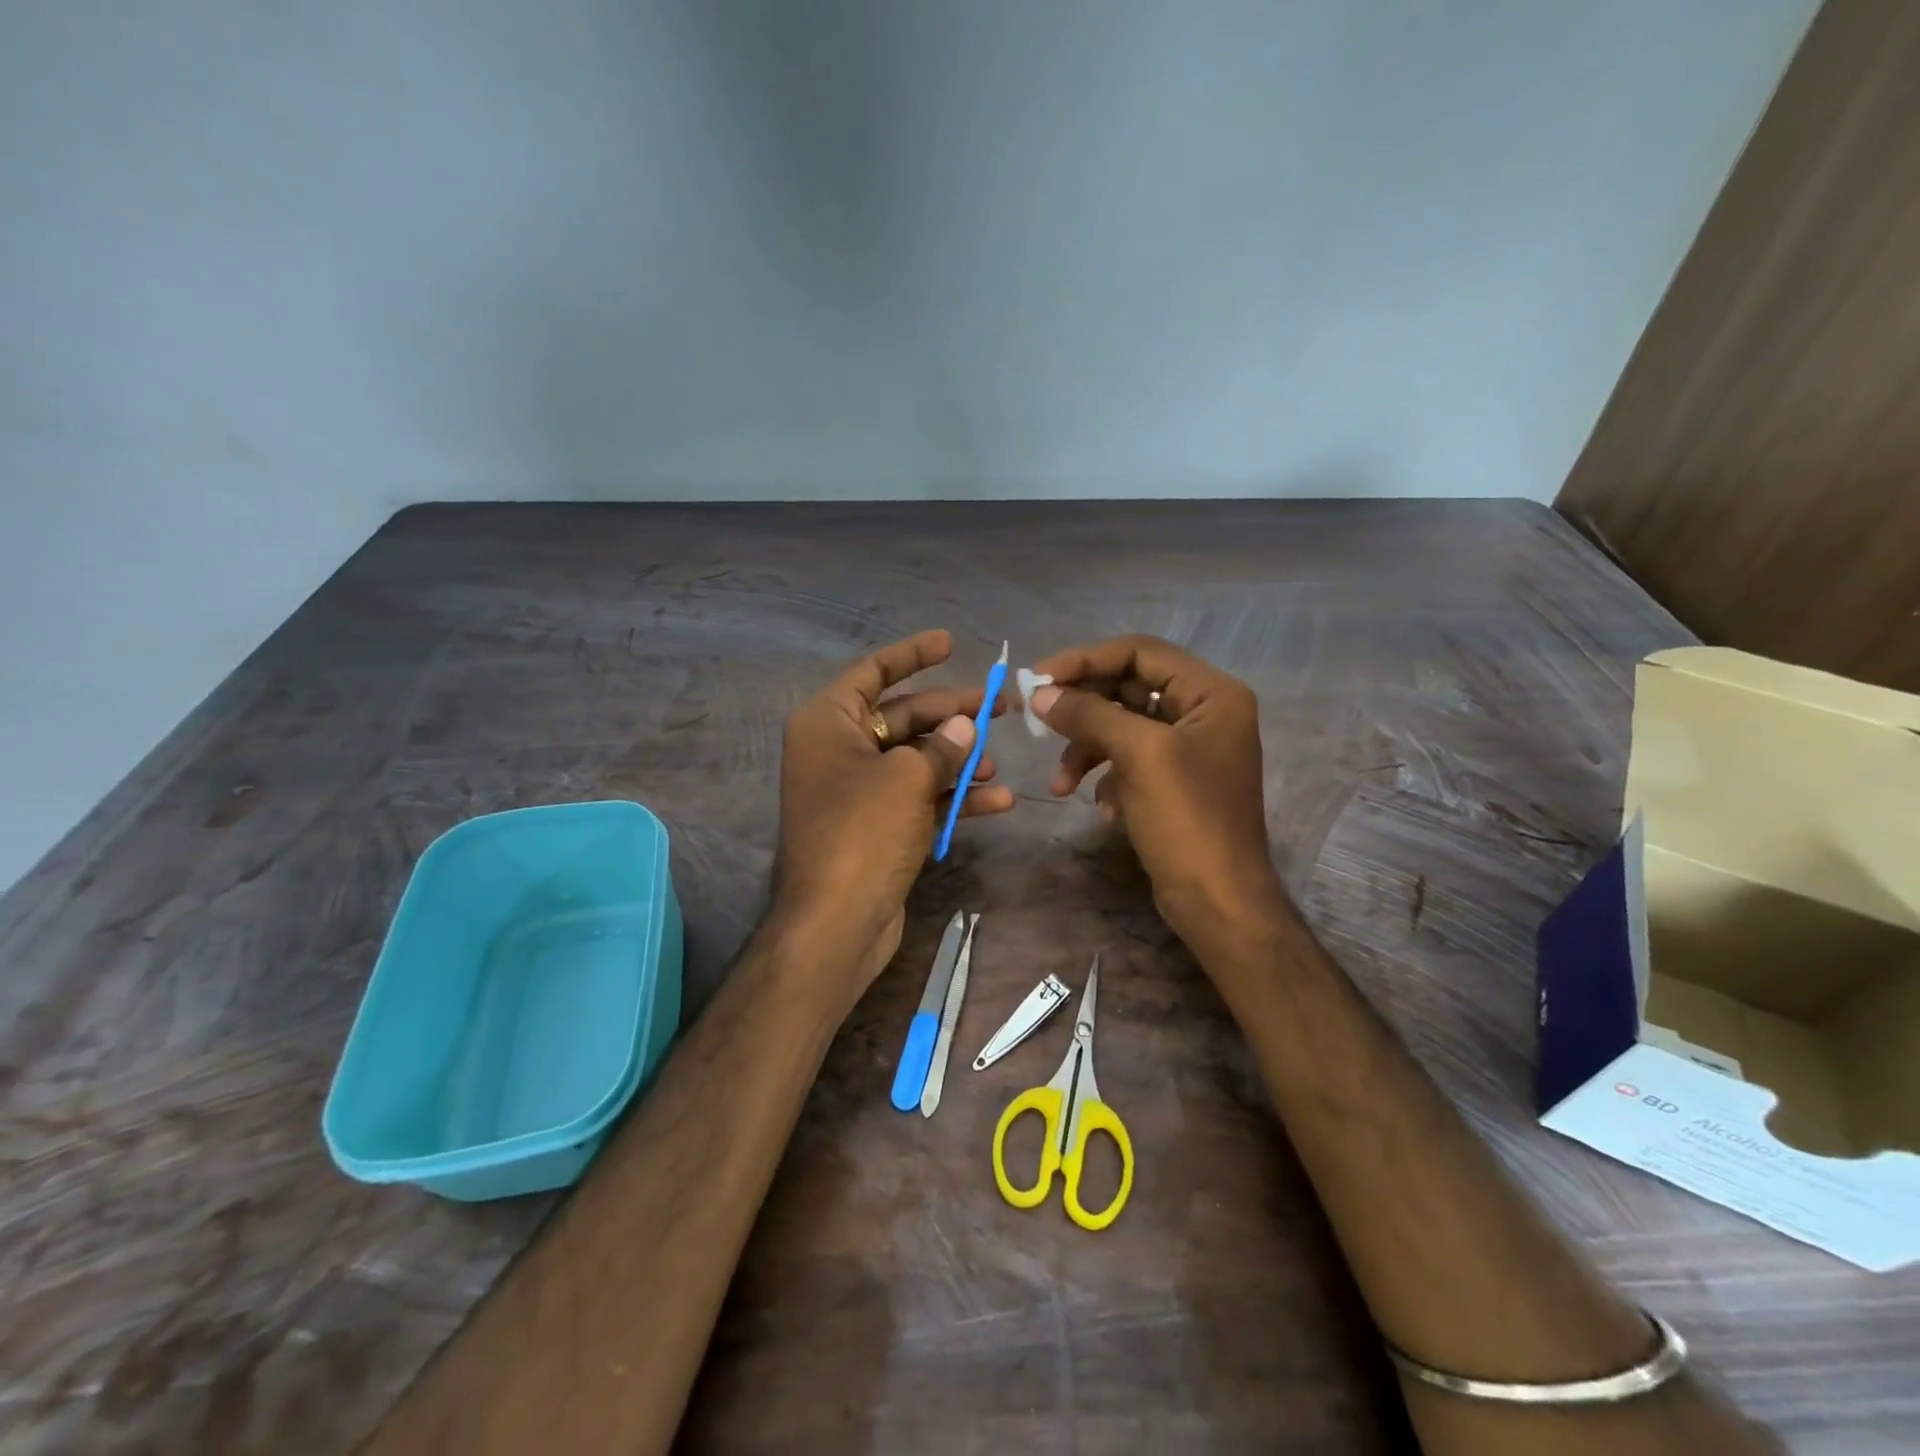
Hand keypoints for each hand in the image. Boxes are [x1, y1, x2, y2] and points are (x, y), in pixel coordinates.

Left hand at [774, 630, 1014, 995]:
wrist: (836, 922)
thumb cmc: (863, 832)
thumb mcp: (907, 778)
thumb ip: (941, 747)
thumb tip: (963, 729)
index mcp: (828, 722)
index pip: (873, 671)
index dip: (912, 654)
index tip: (951, 643)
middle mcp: (838, 750)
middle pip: (902, 716)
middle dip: (951, 714)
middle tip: (1000, 708)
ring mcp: (858, 791)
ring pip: (915, 760)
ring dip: (956, 760)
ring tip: (997, 760)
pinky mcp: (876, 827)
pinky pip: (918, 798)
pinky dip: (952, 798)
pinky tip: (997, 801)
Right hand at [1029, 635, 1287, 954]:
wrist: (1219, 903)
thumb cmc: (1186, 820)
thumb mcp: (1137, 755)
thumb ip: (1089, 714)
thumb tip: (1040, 693)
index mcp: (1212, 693)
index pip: (1140, 651)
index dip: (1086, 660)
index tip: (1039, 678)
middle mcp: (1205, 712)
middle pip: (1128, 687)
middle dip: (1082, 708)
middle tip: (1037, 720)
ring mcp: (1190, 749)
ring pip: (1122, 726)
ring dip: (1086, 749)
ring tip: (1060, 784)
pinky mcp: (1175, 781)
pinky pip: (1129, 760)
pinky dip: (1106, 777)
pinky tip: (1100, 807)